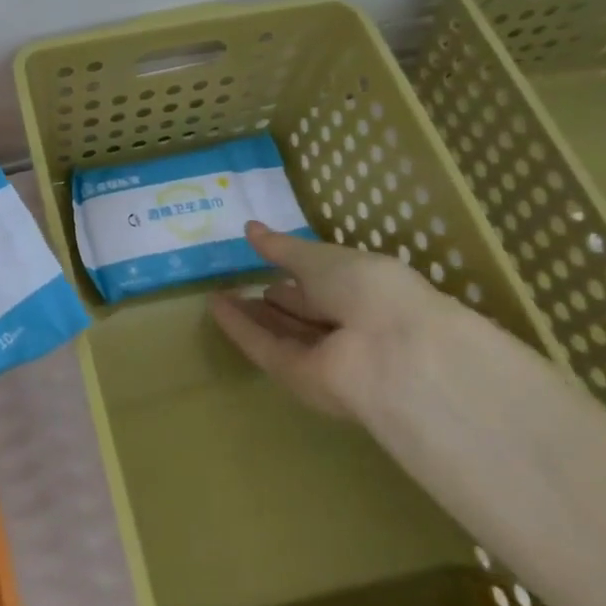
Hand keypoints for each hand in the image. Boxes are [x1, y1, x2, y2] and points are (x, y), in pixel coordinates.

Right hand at [208, 220, 466, 416]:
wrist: (391, 354)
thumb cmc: (368, 288)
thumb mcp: (323, 258)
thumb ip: (284, 248)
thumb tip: (250, 228)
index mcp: (364, 291)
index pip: (324, 283)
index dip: (295, 272)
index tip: (263, 258)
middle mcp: (346, 324)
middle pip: (302, 312)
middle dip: (273, 299)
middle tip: (237, 282)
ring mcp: (322, 355)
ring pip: (281, 331)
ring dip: (251, 314)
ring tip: (218, 293)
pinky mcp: (297, 377)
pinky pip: (264, 347)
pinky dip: (240, 328)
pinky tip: (214, 307)